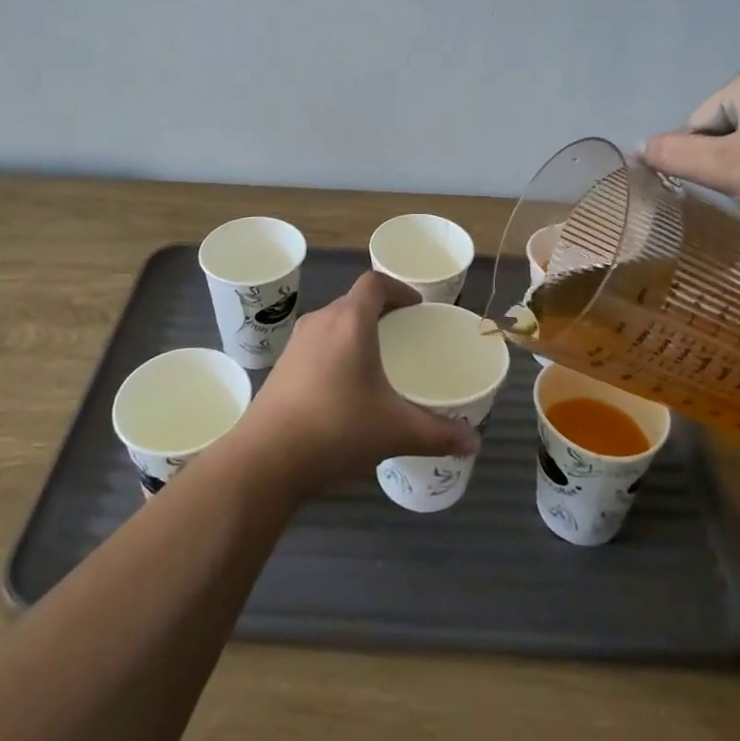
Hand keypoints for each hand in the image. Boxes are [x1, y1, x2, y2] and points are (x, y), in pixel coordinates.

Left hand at [228, 272, 479, 496]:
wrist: (266, 458)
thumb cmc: (337, 429)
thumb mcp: (395, 431)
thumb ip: (438, 433)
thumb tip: (473, 442)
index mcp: (350, 321)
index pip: (374, 283)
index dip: (398, 288)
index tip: (417, 306)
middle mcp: (321, 321)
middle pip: (353, 301)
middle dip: (380, 311)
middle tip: (403, 333)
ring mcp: (296, 343)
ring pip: (333, 322)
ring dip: (355, 330)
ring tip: (377, 358)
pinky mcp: (281, 366)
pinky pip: (316, 344)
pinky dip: (335, 350)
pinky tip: (344, 386)